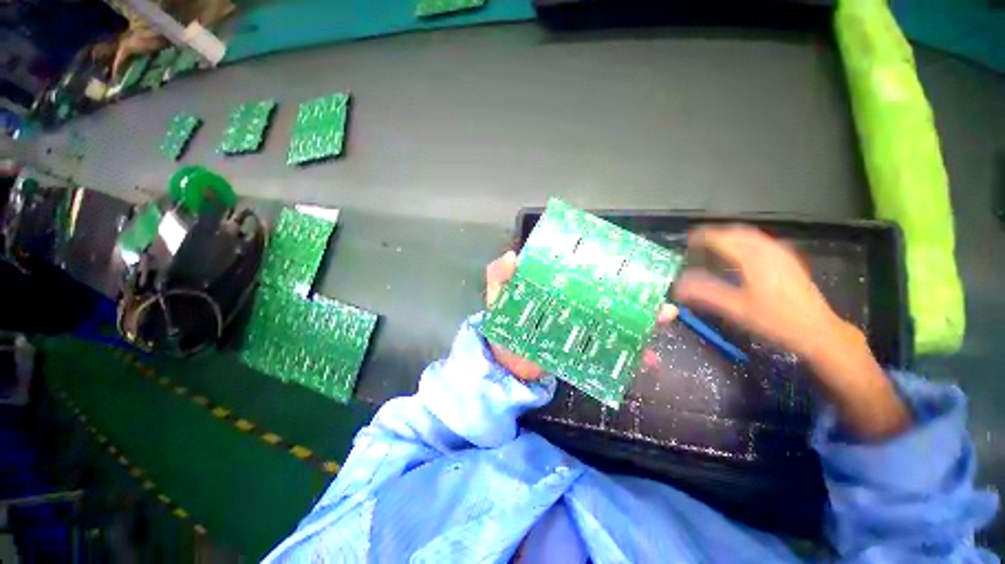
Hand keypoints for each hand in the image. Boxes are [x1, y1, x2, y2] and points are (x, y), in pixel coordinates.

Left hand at [485, 251, 677, 380]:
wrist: (504, 360)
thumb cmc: (502, 321)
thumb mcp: (498, 294)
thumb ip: (499, 275)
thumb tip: (513, 256)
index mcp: (559, 287)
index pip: (586, 273)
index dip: (608, 267)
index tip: (632, 263)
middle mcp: (575, 304)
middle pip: (610, 298)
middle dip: (637, 298)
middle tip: (658, 298)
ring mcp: (581, 327)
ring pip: (616, 323)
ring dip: (642, 323)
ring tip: (663, 320)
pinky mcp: (581, 350)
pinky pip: (609, 352)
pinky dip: (628, 357)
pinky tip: (648, 361)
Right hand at [673, 225, 844, 359]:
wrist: (817, 330)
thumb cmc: (775, 320)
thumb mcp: (736, 309)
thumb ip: (706, 294)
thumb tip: (678, 285)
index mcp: (753, 259)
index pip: (723, 238)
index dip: (703, 236)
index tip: (687, 240)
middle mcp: (768, 250)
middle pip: (738, 232)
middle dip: (716, 233)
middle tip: (698, 241)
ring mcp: (781, 254)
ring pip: (751, 235)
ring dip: (731, 236)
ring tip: (715, 244)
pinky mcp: (789, 260)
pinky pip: (762, 241)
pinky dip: (745, 241)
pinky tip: (741, 253)